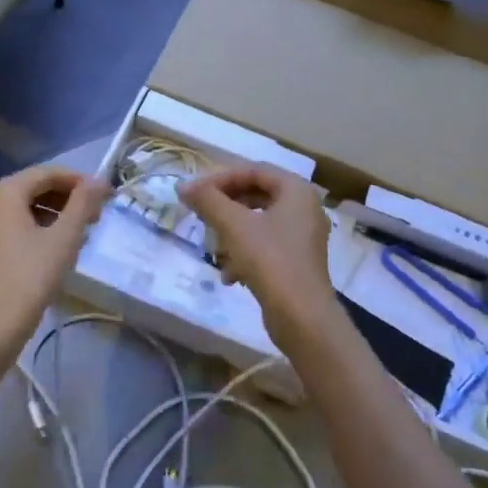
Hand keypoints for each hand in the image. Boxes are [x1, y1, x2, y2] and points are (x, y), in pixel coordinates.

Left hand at [0, 165, 110, 353]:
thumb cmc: (29, 278)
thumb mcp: (63, 239)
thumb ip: (82, 204)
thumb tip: (99, 180)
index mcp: (4, 193)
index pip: (48, 173)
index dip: (79, 180)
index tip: (106, 195)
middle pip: (35, 188)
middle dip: (68, 198)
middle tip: (96, 215)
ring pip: (26, 208)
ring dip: (56, 214)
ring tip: (82, 232)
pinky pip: (16, 226)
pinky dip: (40, 229)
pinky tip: (59, 248)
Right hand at [180, 166, 339, 351]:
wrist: (302, 317)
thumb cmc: (270, 260)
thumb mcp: (233, 225)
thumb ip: (208, 200)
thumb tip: (183, 186)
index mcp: (296, 190)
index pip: (253, 170)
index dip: (221, 178)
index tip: (195, 193)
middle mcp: (304, 209)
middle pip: (255, 196)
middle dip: (225, 209)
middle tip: (201, 217)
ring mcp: (302, 237)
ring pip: (257, 224)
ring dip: (232, 235)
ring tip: (215, 252)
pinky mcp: (297, 263)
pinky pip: (265, 247)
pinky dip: (244, 255)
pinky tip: (229, 276)